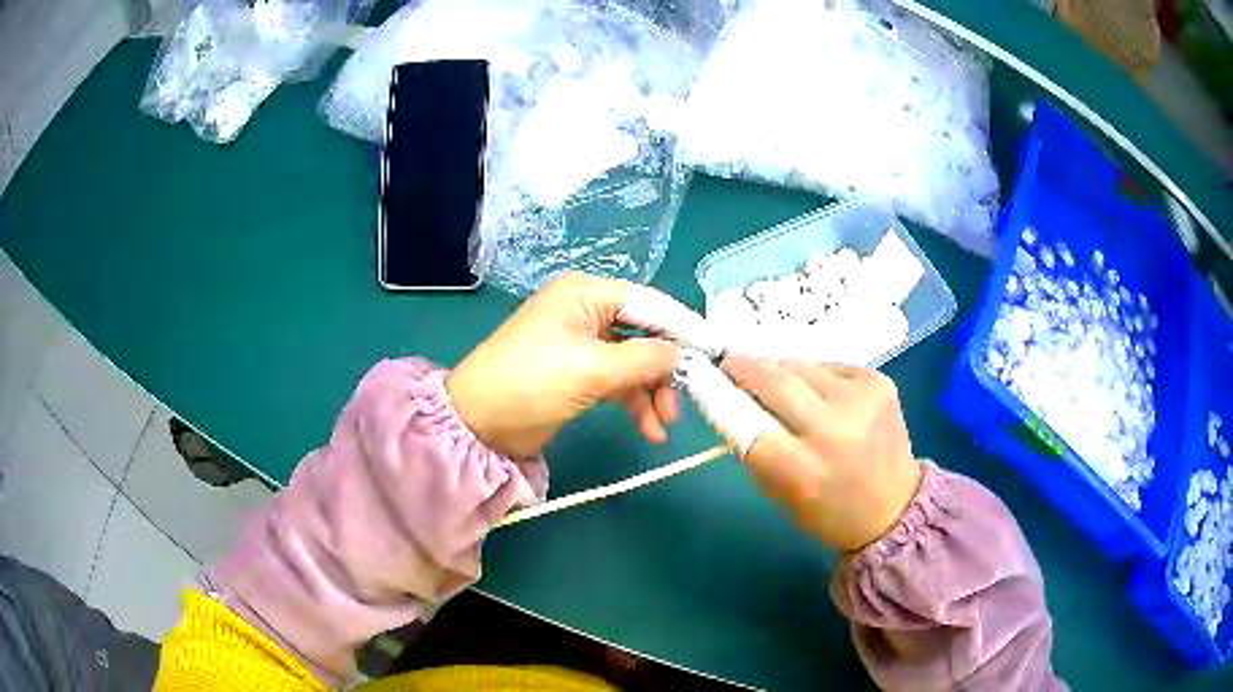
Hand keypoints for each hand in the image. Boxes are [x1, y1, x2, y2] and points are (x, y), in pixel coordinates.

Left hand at [448, 272, 680, 456]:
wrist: (479, 424)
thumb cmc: (532, 381)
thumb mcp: (592, 368)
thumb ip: (644, 359)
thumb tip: (682, 355)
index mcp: (586, 294)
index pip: (649, 303)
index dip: (682, 329)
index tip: (712, 355)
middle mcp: (587, 311)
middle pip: (645, 334)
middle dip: (665, 370)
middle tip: (681, 404)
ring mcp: (583, 344)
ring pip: (635, 362)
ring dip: (652, 393)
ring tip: (663, 425)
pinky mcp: (579, 374)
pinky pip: (619, 381)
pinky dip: (635, 403)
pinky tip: (649, 429)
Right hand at [724, 357, 922, 552]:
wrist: (895, 507)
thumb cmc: (830, 511)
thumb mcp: (780, 494)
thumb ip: (754, 449)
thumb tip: (733, 401)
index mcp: (802, 469)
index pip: (746, 421)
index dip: (724, 395)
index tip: (711, 379)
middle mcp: (832, 428)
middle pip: (774, 379)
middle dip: (747, 367)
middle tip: (733, 364)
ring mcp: (861, 399)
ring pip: (801, 365)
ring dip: (785, 373)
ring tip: (788, 390)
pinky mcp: (879, 382)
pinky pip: (831, 366)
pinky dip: (819, 377)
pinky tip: (826, 397)